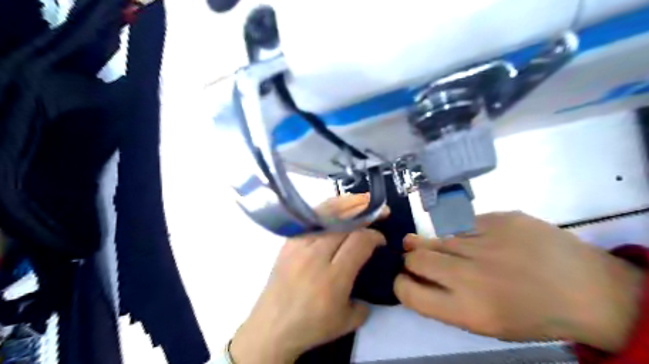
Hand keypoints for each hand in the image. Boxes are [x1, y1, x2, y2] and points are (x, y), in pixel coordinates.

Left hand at [231, 195, 387, 361]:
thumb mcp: (347, 322)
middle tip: (380, 211)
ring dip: (347, 205)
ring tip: (362, 200)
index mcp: (334, 277)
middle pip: (345, 224)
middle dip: (366, 213)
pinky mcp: (289, 243)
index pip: (359, 242)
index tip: (381, 239)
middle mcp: (316, 256)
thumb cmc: (311, 326)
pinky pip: (310, 219)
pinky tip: (336, 208)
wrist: (272, 327)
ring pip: (326, 215)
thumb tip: (370, 284)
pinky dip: (326, 210)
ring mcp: (299, 246)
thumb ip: (366, 302)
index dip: (375, 235)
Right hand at [395, 211, 643, 351]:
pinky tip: (481, 240)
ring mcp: (485, 241)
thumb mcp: (485, 323)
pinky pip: (463, 224)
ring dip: (433, 243)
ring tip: (448, 247)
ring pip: (436, 237)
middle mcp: (470, 274)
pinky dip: (463, 233)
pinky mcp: (499, 218)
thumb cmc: (532, 315)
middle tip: (418, 258)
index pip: (408, 291)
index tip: (404, 278)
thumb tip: (415, 277)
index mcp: (467, 309)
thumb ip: (444, 301)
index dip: (400, 283)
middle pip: (415, 258)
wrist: (589, 290)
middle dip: (411, 259)